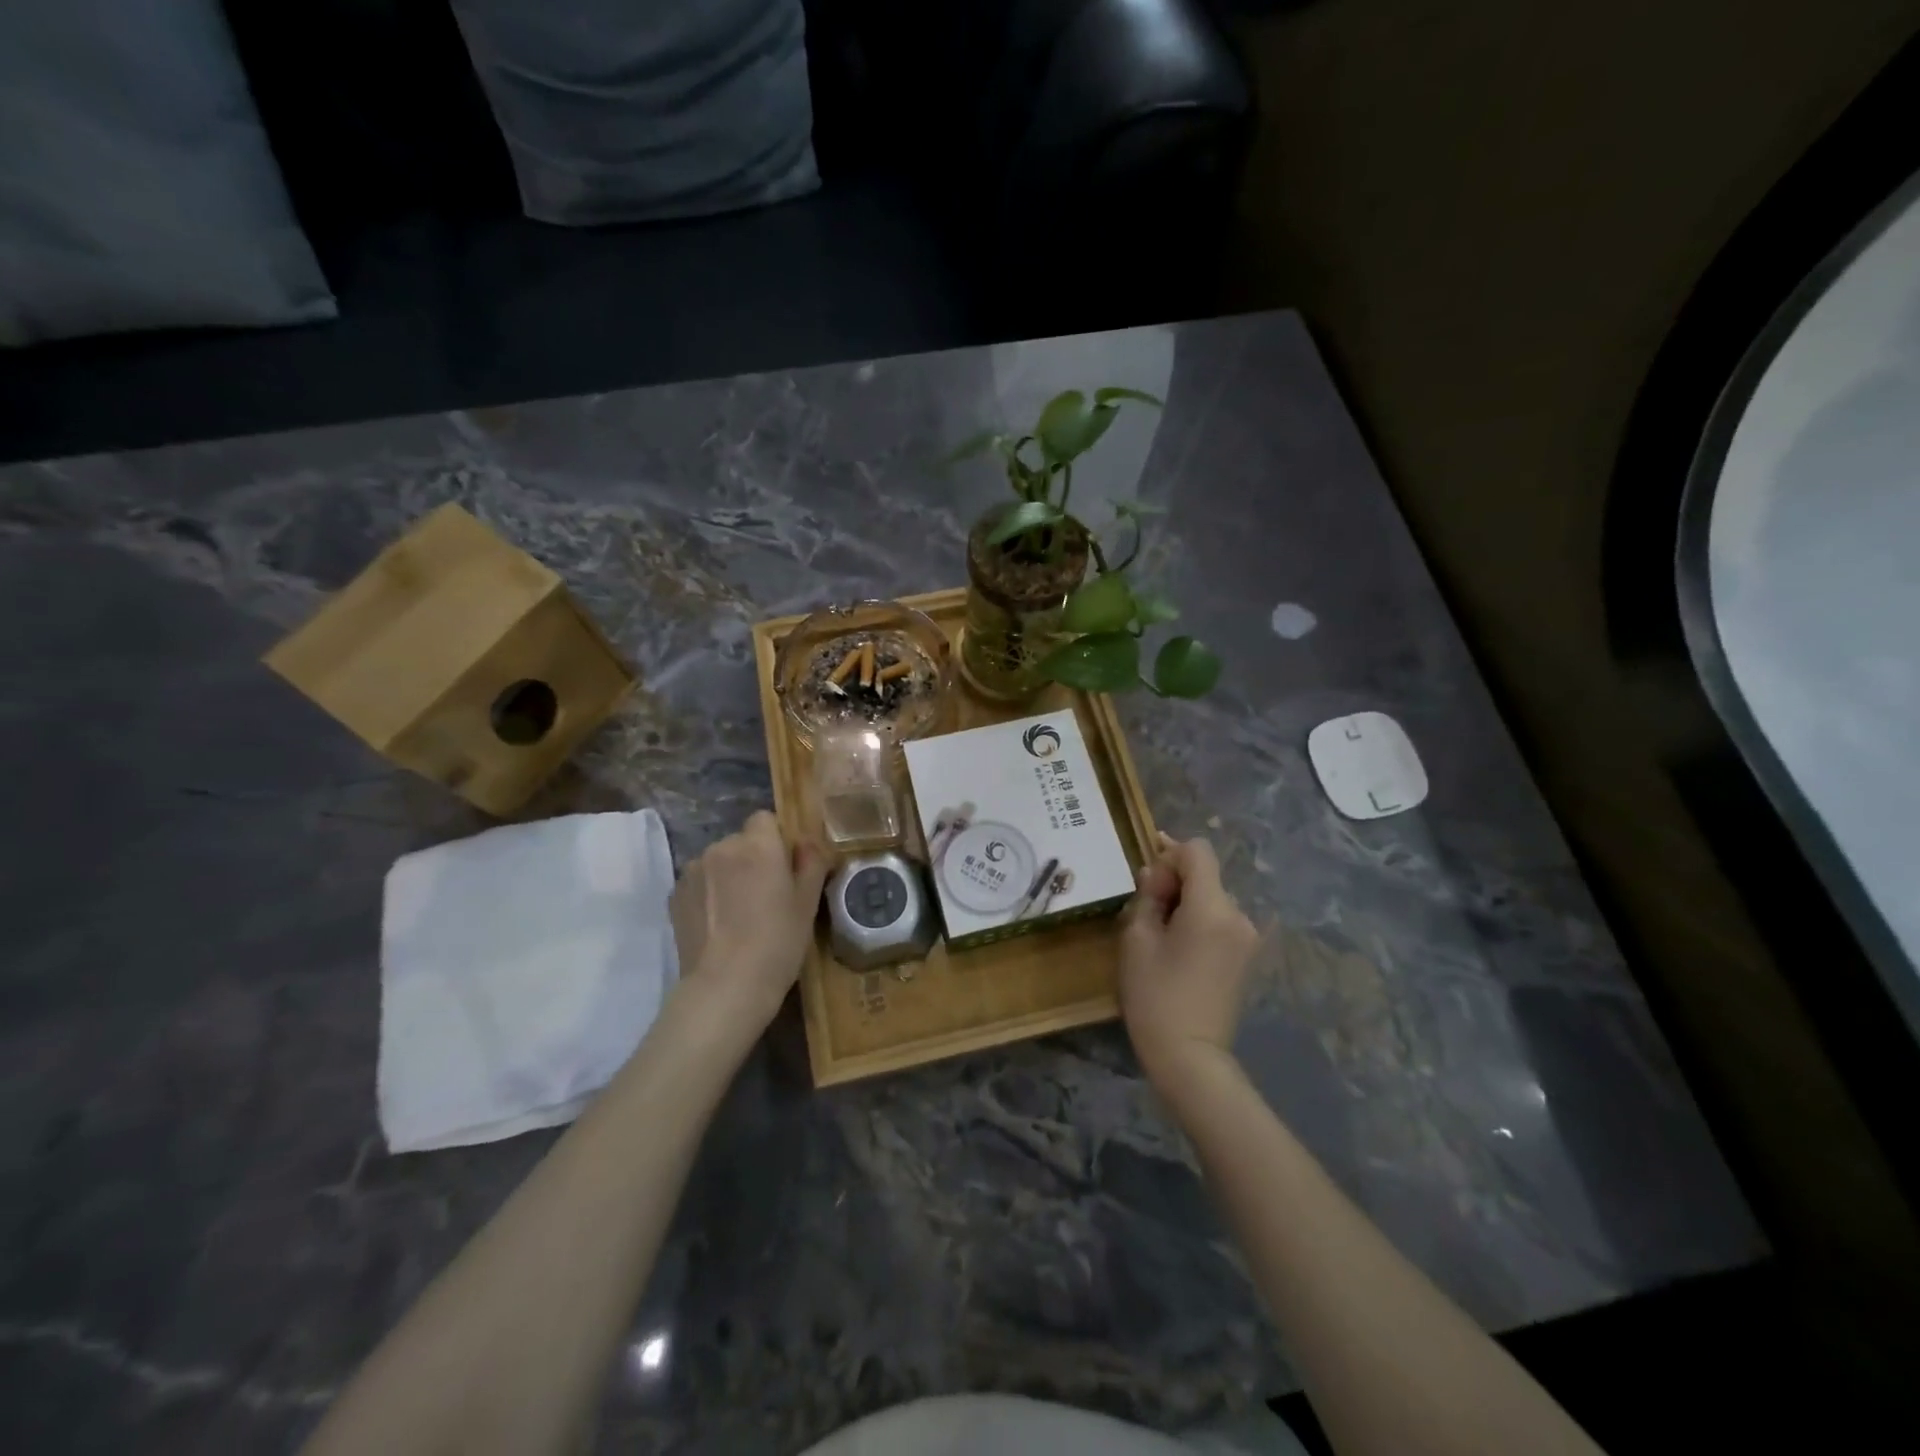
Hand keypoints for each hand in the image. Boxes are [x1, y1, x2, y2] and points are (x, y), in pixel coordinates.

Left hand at [670, 811, 828, 1025]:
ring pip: (718, 861)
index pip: (765, 819)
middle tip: (765, 896)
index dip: (776, 841)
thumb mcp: (808, 904)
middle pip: (741, 841)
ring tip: (738, 914)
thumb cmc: (777, 943)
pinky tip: (717, 925)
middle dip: (752, 858)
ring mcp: (693, 870)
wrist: (725, 987)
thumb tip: (805, 843)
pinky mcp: (675, 895)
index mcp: (759, 845)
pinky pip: (699, 882)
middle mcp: (722, 847)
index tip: (785, 870)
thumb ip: (810, 863)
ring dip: (728, 875)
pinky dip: (709, 894)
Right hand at [1119, 835, 1258, 1087]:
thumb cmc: (1155, 996)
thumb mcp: (1137, 940)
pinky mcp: (1247, 957)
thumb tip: (1154, 874)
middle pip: (1206, 875)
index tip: (1148, 882)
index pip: (1198, 852)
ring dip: (1187, 902)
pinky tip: (1178, 948)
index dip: (1169, 855)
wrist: (1190, 1057)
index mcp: (1212, 908)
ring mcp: (1248, 938)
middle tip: (1145, 909)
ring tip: (1160, 933)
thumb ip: (1147, 897)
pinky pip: (1221, 921)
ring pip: (1213, 898)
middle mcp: (1239, 916)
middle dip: (1175, 881)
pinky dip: (1200, 921)